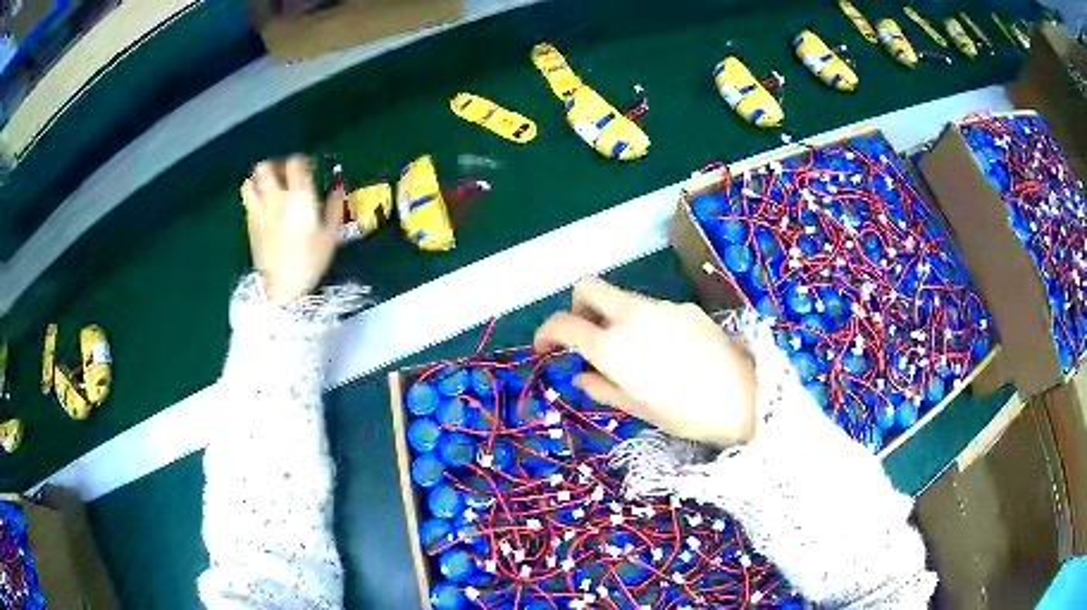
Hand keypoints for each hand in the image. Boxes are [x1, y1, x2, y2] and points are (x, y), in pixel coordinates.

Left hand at [244, 156, 342, 303]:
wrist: (280, 288)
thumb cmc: (309, 262)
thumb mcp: (330, 236)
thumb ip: (334, 208)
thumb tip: (337, 189)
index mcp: (299, 196)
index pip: (295, 163)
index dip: (301, 161)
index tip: (309, 168)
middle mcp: (276, 197)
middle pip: (266, 167)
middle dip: (276, 165)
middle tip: (285, 174)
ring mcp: (260, 210)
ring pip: (253, 181)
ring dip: (261, 179)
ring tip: (271, 187)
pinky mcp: (250, 224)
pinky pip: (249, 200)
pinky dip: (255, 196)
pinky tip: (264, 205)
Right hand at [534, 278, 757, 446]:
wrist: (744, 398)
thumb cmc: (685, 414)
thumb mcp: (636, 408)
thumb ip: (601, 387)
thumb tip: (581, 375)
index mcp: (612, 344)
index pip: (562, 323)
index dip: (544, 333)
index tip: (544, 348)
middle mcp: (632, 315)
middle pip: (588, 286)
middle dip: (577, 307)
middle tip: (585, 336)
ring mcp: (661, 306)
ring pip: (622, 296)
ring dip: (612, 315)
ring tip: (631, 351)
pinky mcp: (686, 307)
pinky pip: (652, 307)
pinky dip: (643, 321)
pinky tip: (666, 349)